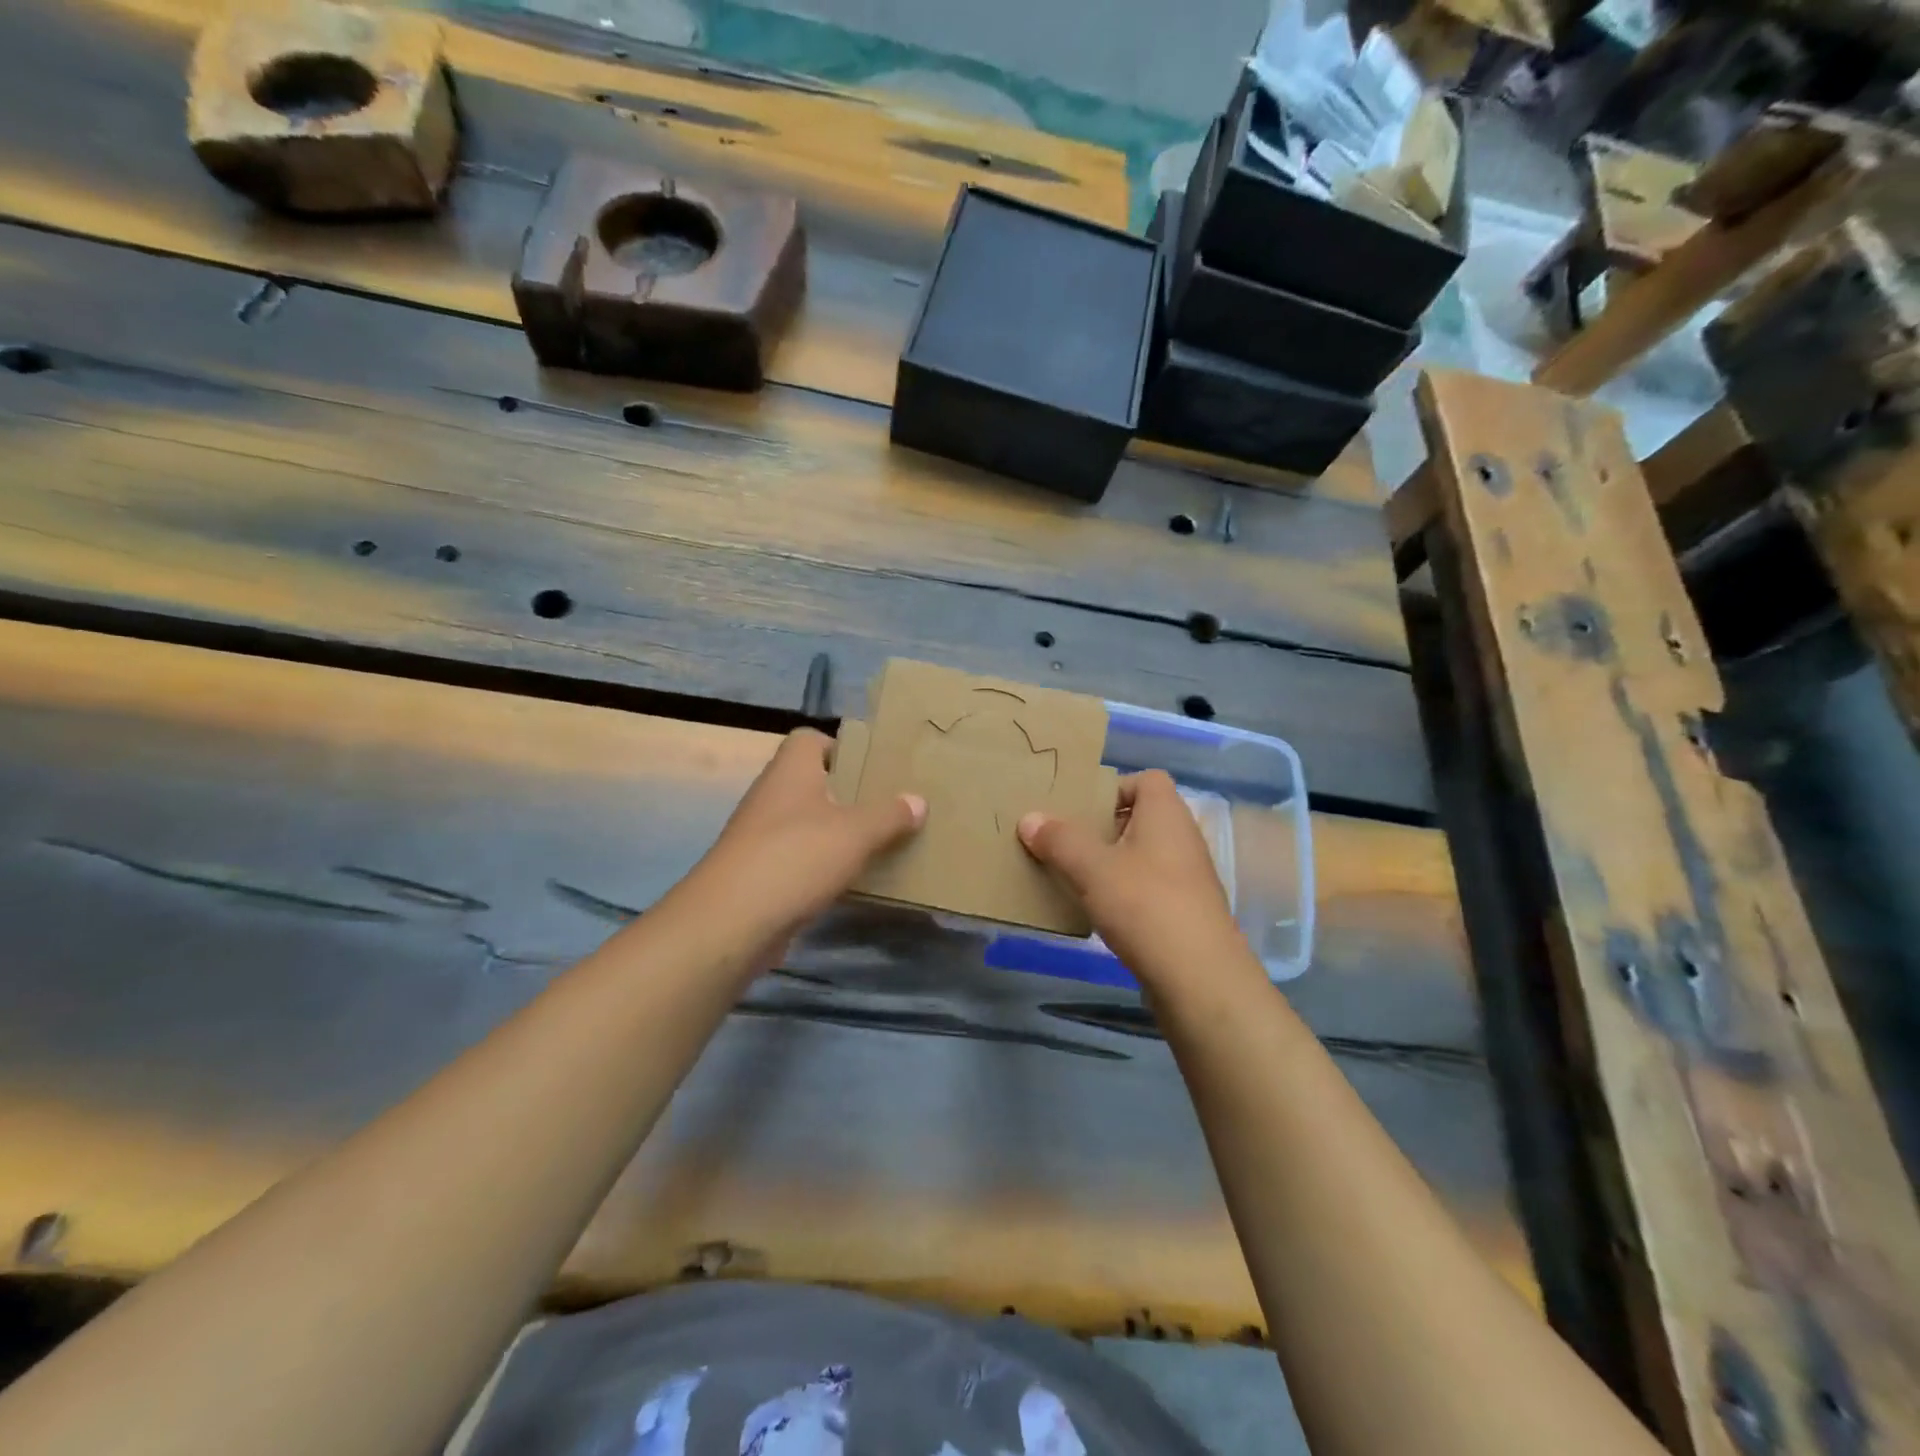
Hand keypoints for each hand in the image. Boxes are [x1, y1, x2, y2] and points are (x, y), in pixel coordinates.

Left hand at [678, 728, 924, 947]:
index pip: (810, 739)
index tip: (873, 765)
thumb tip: (918, 800)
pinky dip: (824, 865)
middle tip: (888, 804)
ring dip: (838, 832)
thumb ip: (889, 815)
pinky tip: (852, 878)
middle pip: (814, 782)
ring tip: (880, 841)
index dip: (841, 746)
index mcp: (791, 770)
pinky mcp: (761, 873)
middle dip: (849, 793)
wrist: (731, 922)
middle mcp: (773, 795)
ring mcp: (763, 836)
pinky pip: (801, 858)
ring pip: (809, 823)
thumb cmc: (796, 858)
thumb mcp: (855, 833)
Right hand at [1018, 770, 1246, 989]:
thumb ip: (1059, 840)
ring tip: (1076, 876)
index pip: (1147, 779)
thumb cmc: (1145, 905)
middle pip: (1141, 817)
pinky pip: (1149, 887)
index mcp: (1166, 814)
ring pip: (1143, 855)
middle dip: (1103, 827)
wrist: (1198, 978)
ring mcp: (1188, 877)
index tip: (1082, 810)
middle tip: (1067, 842)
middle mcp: (1183, 838)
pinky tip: (1100, 911)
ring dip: (1112, 862)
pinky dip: (1125, 892)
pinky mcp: (1186, 911)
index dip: (1114, 787)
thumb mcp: (1092, 868)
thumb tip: (1029, 818)